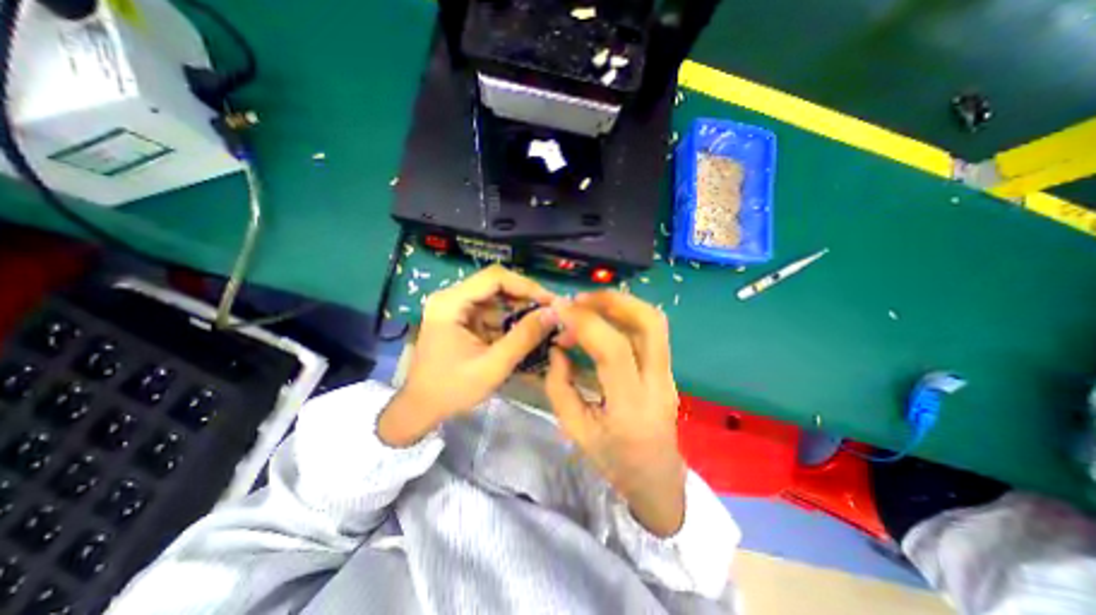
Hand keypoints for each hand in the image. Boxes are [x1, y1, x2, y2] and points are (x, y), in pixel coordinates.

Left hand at [382, 264, 558, 447]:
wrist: (421, 408)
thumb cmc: (452, 389)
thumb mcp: (493, 366)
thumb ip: (524, 338)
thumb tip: (553, 313)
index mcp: (451, 303)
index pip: (495, 277)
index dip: (526, 286)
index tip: (551, 301)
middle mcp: (452, 297)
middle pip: (496, 284)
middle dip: (526, 297)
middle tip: (552, 311)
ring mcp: (456, 307)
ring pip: (497, 297)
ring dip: (520, 309)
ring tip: (544, 322)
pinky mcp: (462, 318)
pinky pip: (492, 311)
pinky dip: (510, 319)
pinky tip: (527, 330)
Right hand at [547, 292, 681, 534]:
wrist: (657, 479)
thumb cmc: (614, 460)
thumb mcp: (575, 430)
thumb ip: (559, 386)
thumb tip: (557, 348)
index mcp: (631, 406)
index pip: (613, 349)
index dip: (584, 322)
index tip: (559, 310)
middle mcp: (657, 383)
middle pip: (649, 322)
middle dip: (612, 300)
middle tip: (580, 300)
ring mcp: (668, 374)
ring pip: (653, 321)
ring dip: (619, 304)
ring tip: (587, 307)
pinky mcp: (667, 369)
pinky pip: (649, 331)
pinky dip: (624, 316)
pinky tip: (602, 322)